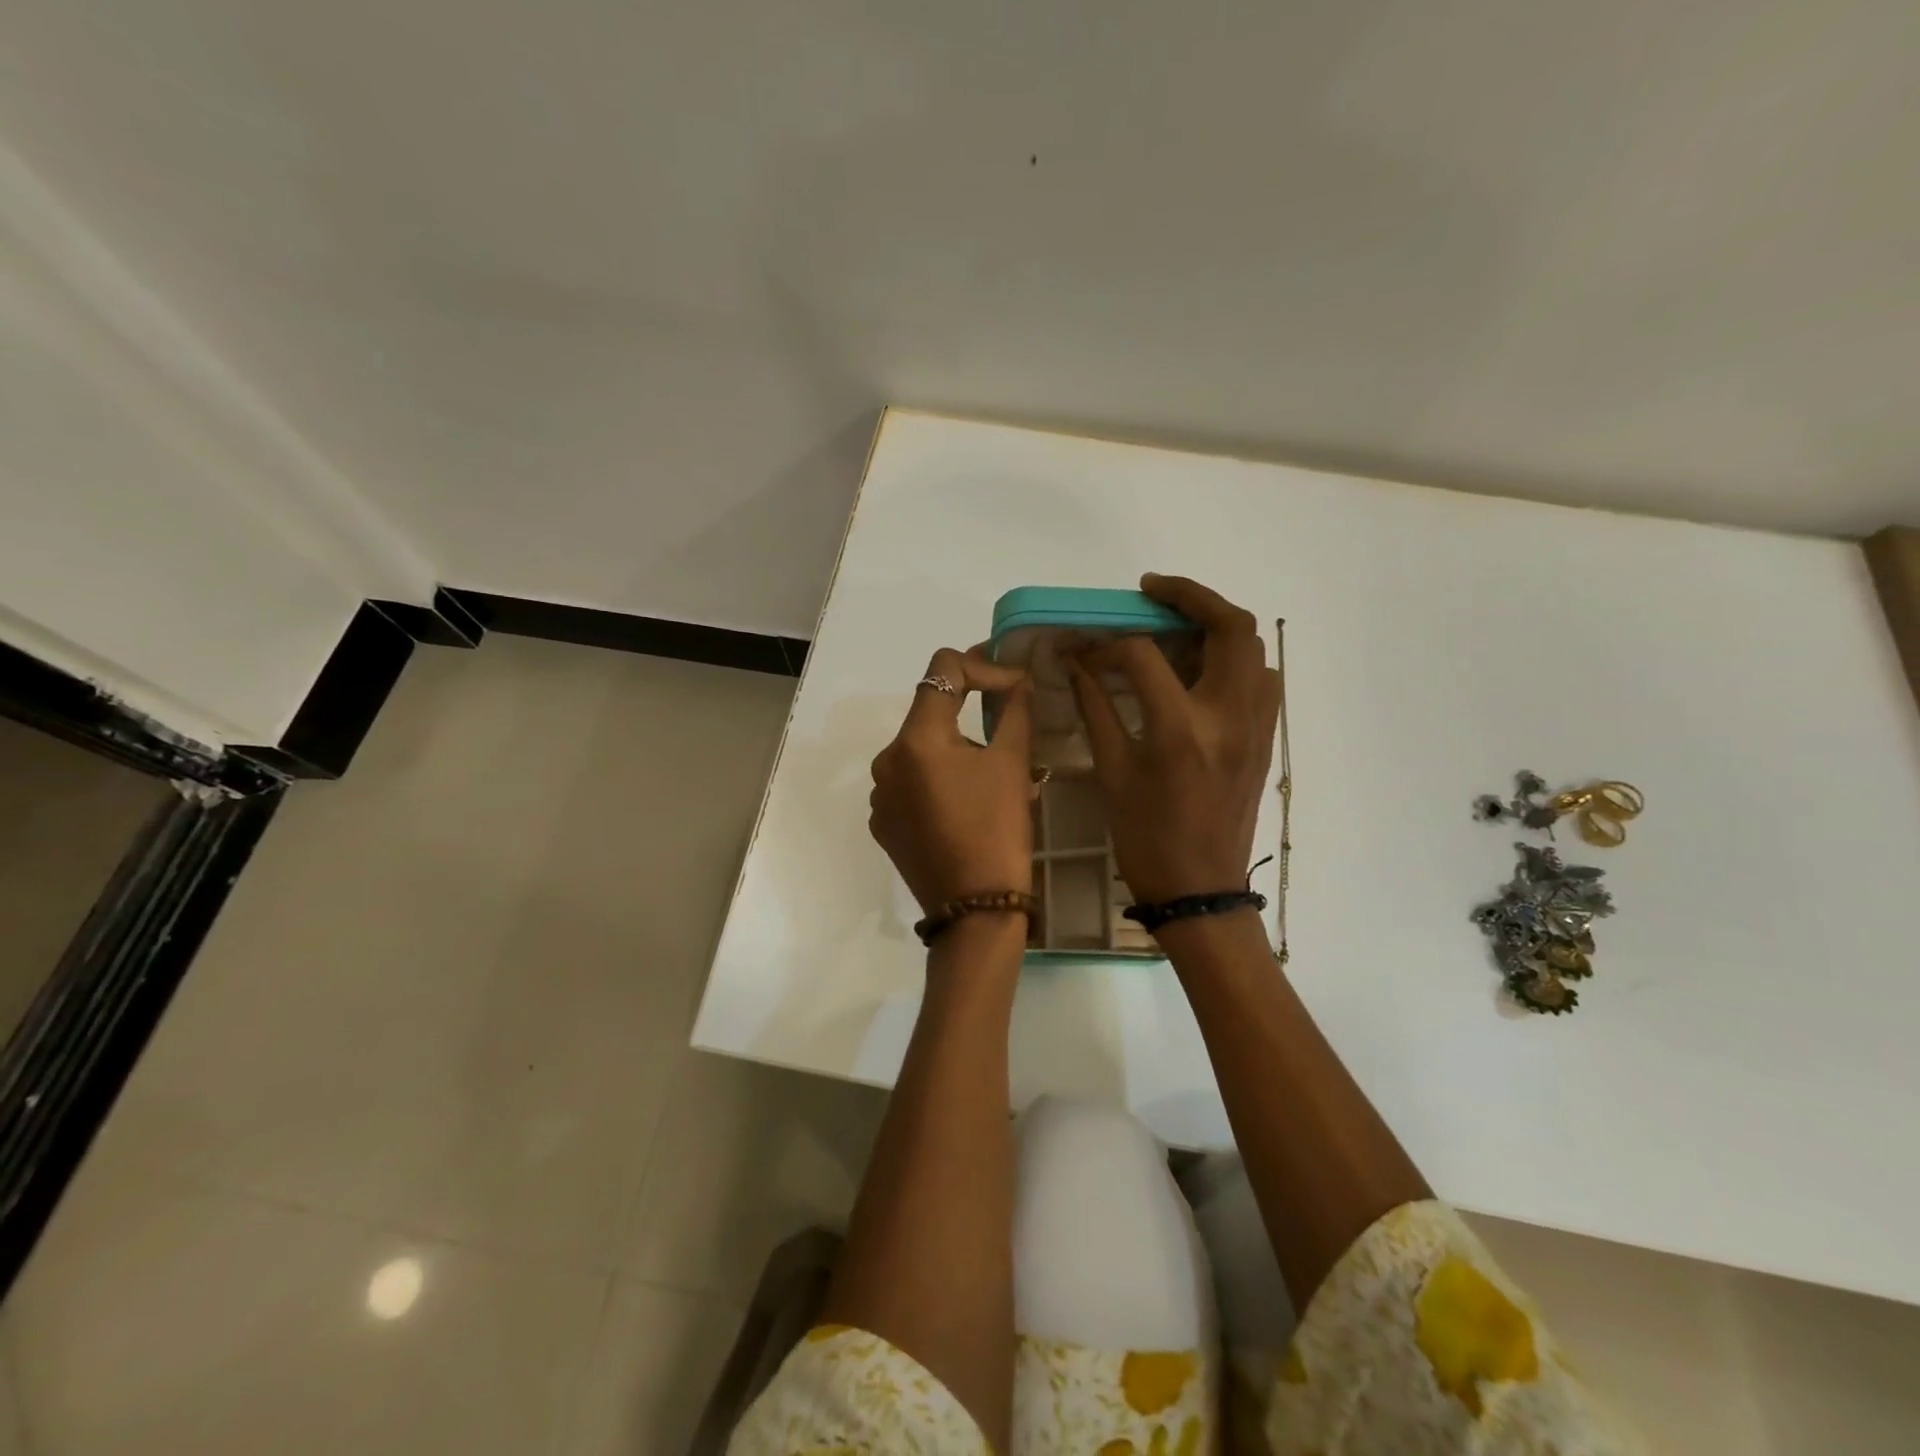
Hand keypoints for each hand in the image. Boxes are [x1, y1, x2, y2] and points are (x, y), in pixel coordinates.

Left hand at [870, 647, 1034, 913]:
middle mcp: (886, 759)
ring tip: (991, 776)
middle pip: (930, 712)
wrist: (975, 908)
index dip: (982, 665)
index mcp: (916, 739)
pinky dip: (937, 780)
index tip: (1014, 685)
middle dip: (971, 712)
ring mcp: (880, 794)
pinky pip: (910, 784)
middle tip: (1010, 728)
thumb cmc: (997, 830)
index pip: (942, 670)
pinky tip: (965, 804)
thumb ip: (1014, 711)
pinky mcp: (883, 822)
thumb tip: (1018, 681)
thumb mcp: (1012, 764)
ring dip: (954, 749)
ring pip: (921, 750)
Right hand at [1069, 575, 1279, 903]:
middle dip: (1191, 596)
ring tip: (1178, 626)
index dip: (1107, 643)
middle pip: (1229, 627)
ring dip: (1217, 624)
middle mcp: (1229, 717)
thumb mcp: (1113, 773)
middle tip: (1152, 592)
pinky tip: (1201, 669)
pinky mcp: (1265, 739)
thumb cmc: (1146, 838)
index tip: (1084, 647)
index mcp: (1181, 729)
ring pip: (1253, 648)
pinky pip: (1261, 678)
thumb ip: (1096, 709)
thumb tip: (1076, 664)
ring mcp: (1256, 726)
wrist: (1201, 890)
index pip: (1144, 655)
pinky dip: (1234, 658)